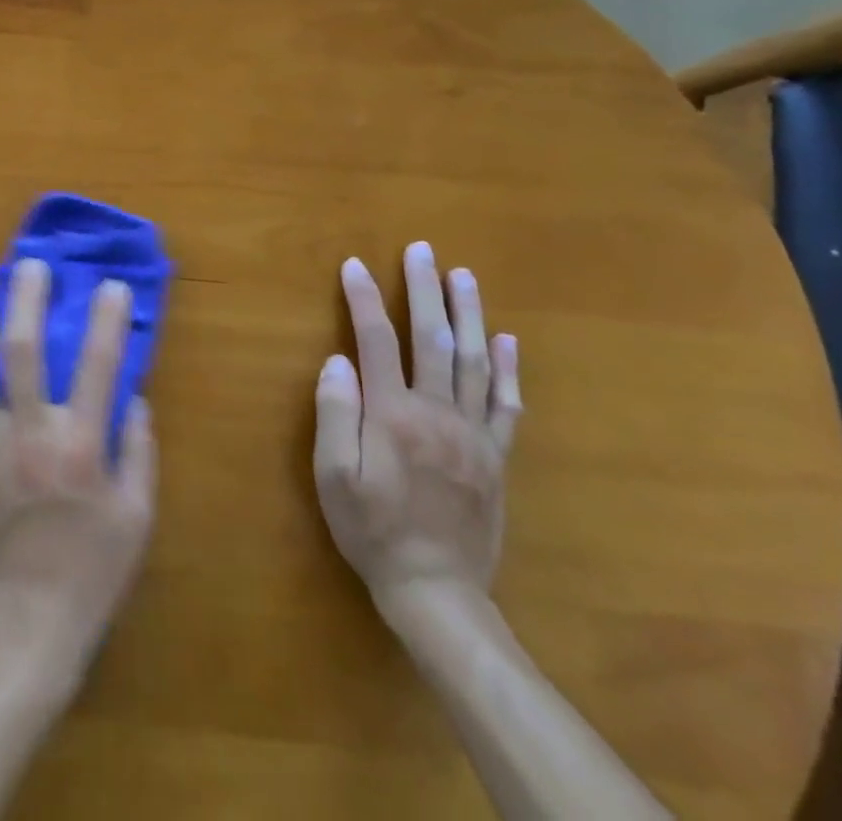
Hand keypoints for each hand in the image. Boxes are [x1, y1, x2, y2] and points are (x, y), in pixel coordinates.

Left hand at [0, 258, 155, 681]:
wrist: (26, 623)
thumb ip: (138, 451)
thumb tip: (134, 400)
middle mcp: (28, 435)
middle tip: (30, 267)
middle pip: (20, 348)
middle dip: (26, 298)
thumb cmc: (92, 571)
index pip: (97, 364)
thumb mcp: (137, 516)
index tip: (109, 285)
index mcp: (79, 446)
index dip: (106, 318)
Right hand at [313, 242, 522, 623]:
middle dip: (424, 290)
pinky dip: (507, 369)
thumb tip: (337, 360)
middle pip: (432, 339)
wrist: (436, 591)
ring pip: (474, 362)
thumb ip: (335, 415)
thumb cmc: (372, 530)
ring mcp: (473, 434)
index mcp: (393, 415)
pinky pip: (505, 405)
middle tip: (421, 250)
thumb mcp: (334, 476)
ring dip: (468, 314)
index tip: (355, 265)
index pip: (376, 341)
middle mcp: (437, 413)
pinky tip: (507, 341)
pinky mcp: (495, 457)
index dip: (364, 299)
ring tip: (463, 276)